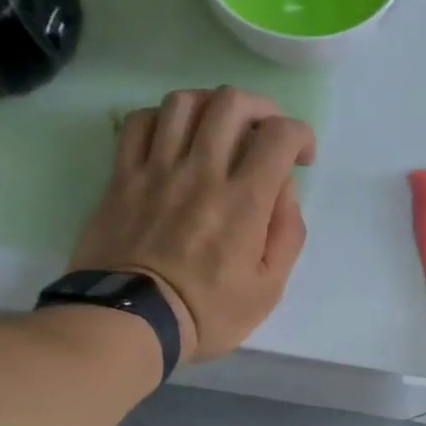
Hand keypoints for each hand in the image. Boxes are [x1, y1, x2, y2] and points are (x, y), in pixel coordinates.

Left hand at [71, 87, 315, 363]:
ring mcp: (157, 170)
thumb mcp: (268, 289)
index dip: (300, 134)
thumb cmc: (206, 313)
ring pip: (184, 102)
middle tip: (267, 134)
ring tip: (221, 129)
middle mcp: (201, 171)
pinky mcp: (122, 177)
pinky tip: (175, 138)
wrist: (129, 322)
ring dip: (212, 105)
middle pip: (231, 102)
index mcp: (243, 201)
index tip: (302, 158)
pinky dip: (163, 118)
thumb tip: (283, 190)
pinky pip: (139, 122)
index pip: (279, 135)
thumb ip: (287, 234)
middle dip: (261, 108)